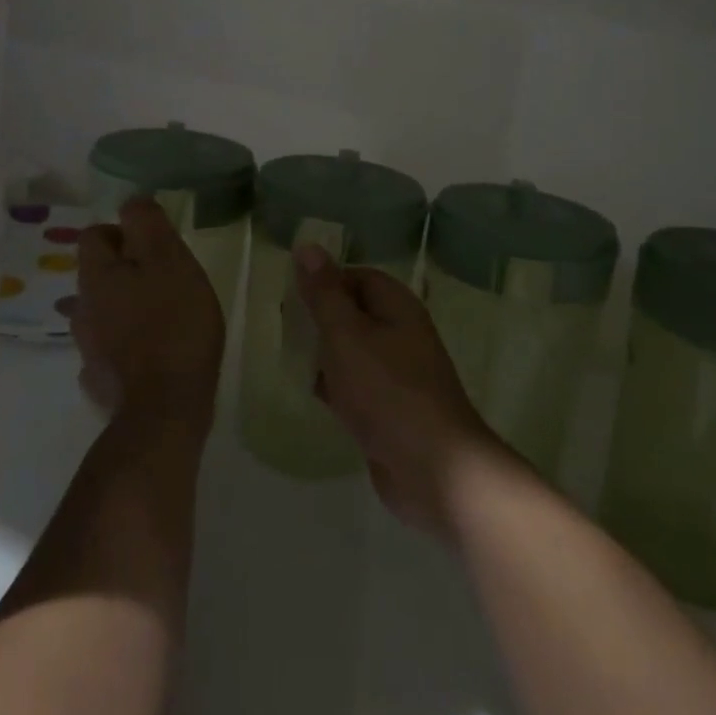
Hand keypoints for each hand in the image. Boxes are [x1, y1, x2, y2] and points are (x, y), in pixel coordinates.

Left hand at [69, 198, 224, 432]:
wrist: (165, 408)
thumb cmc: (174, 324)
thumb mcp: (171, 262)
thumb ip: (149, 225)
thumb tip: (132, 202)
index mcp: (97, 275)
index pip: (94, 235)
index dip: (123, 233)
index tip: (156, 247)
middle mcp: (82, 307)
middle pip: (96, 274)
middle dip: (125, 271)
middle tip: (164, 279)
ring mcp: (88, 347)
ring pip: (99, 312)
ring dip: (122, 307)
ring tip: (156, 315)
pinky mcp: (99, 379)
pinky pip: (107, 349)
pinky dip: (123, 344)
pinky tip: (146, 353)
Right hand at [293, 245, 508, 538]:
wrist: (433, 469)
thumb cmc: (387, 391)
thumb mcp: (347, 335)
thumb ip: (324, 293)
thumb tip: (308, 245)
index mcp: (398, 308)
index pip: (358, 276)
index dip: (325, 279)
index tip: (289, 292)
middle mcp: (401, 335)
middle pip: (355, 313)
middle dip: (320, 317)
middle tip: (281, 324)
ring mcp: (397, 375)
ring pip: (353, 351)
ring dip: (323, 351)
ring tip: (286, 353)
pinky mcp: (389, 410)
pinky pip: (356, 386)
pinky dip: (333, 384)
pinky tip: (308, 391)